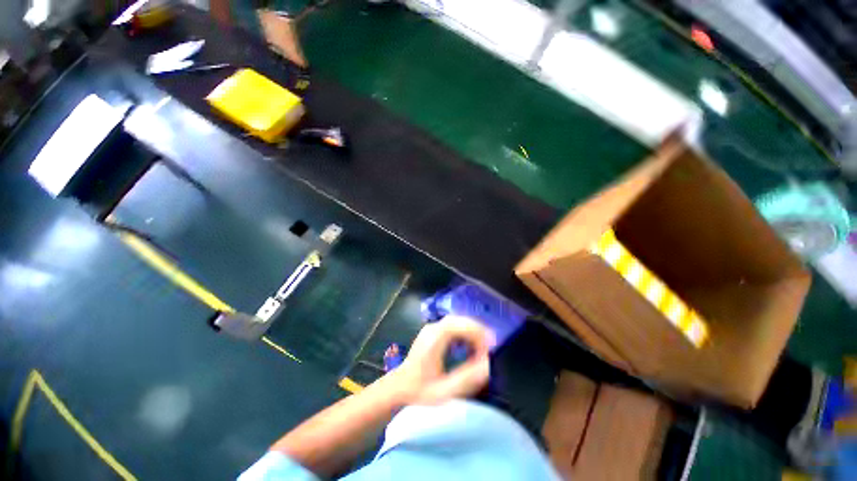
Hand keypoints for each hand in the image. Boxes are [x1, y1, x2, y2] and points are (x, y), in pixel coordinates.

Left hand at [388, 315, 492, 404]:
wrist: (398, 388)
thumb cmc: (419, 392)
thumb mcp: (444, 392)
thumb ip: (467, 379)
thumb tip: (488, 364)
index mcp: (435, 338)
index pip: (460, 325)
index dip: (478, 333)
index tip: (490, 350)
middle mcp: (433, 328)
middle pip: (460, 320)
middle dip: (478, 332)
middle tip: (490, 349)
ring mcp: (432, 328)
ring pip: (458, 322)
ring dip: (472, 333)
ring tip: (482, 350)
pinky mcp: (433, 332)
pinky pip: (453, 327)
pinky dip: (464, 334)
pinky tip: (469, 348)